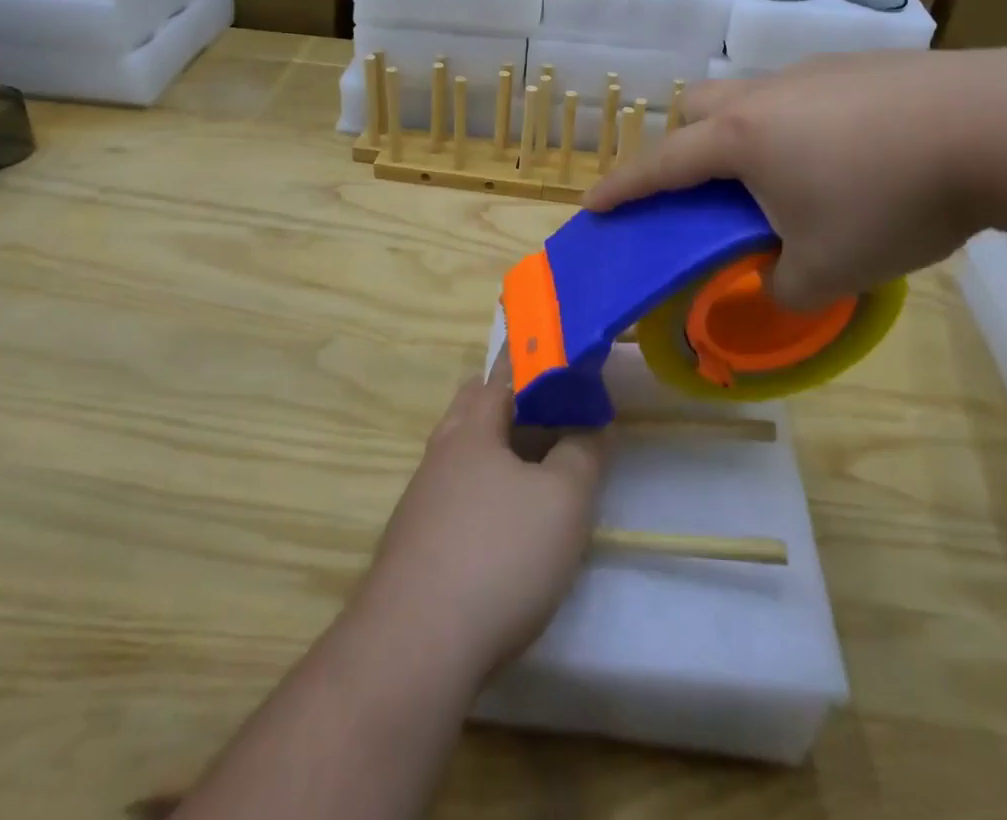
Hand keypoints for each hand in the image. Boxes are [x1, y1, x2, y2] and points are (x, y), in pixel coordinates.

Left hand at [354, 362, 607, 684]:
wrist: (414, 648)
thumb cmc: (498, 555)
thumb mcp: (563, 501)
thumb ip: (583, 453)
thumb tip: (592, 422)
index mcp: (473, 427)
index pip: (503, 372)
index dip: (533, 360)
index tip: (562, 358)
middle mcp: (441, 451)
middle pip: (475, 406)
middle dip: (512, 399)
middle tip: (554, 411)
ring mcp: (422, 497)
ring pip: (464, 451)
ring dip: (498, 447)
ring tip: (537, 466)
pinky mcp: (415, 541)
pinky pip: (455, 493)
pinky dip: (484, 489)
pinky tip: (503, 524)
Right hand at [584, 46, 1006, 307]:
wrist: (994, 126)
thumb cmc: (891, 200)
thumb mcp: (830, 268)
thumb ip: (785, 289)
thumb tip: (772, 285)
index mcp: (741, 140)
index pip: (661, 165)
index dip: (623, 188)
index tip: (594, 204)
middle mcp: (765, 97)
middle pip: (697, 108)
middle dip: (684, 144)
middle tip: (709, 188)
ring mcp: (812, 73)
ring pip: (751, 97)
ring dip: (746, 134)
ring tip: (788, 176)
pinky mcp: (858, 66)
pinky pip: (802, 94)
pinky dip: (798, 125)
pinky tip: (847, 154)